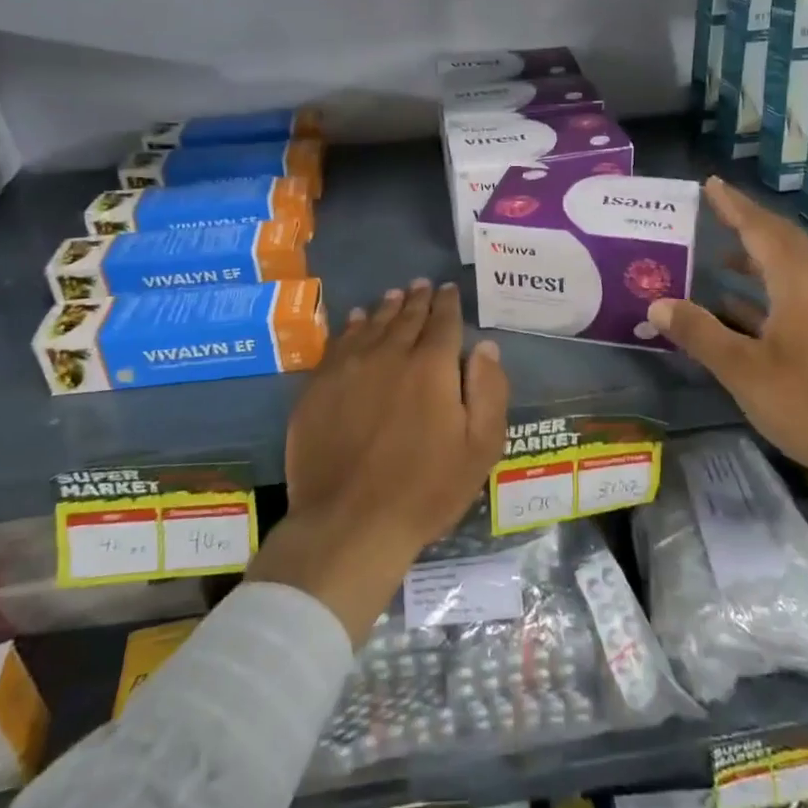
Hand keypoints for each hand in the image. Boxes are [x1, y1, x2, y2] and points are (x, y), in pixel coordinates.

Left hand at [250, 280, 509, 641]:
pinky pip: (339, 344)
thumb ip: (489, 390)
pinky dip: (351, 327)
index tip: (449, 289)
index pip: (443, 322)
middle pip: (406, 317)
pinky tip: (355, 321)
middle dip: (418, 299)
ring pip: (371, 325)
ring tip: (394, 295)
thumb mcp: (480, 447)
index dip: (448, 303)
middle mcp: (390, 355)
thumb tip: (485, 346)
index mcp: (432, 367)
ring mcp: (349, 368)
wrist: (349, 522)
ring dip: (386, 308)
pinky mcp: (318, 387)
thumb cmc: (425, 489)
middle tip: (422, 285)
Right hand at [644, 178, 807, 488]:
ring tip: (718, 254)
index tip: (711, 184)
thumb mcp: (743, 370)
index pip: (761, 230)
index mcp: (801, 283)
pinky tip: (739, 306)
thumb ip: (699, 332)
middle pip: (781, 241)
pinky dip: (767, 288)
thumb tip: (657, 303)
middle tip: (712, 209)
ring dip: (756, 257)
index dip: (734, 206)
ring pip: (791, 268)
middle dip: (746, 223)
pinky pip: (798, 292)